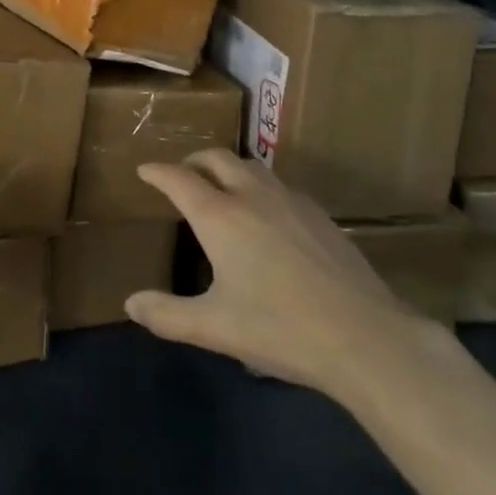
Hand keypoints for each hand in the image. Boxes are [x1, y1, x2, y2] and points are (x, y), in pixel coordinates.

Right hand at [124, 148, 434, 402]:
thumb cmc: (280, 329)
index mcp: (219, 216)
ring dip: (228, 168)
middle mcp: (251, 195)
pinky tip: (267, 214)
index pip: (178, 179)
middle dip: (193, 161)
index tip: (144, 170)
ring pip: (250, 166)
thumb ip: (167, 315)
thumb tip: (130, 303)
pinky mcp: (318, 214)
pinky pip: (278, 185)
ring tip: (221, 188)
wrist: (365, 337)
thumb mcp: (214, 328)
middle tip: (182, 174)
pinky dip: (258, 186)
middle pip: (216, 158)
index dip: (157, 172)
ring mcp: (289, 200)